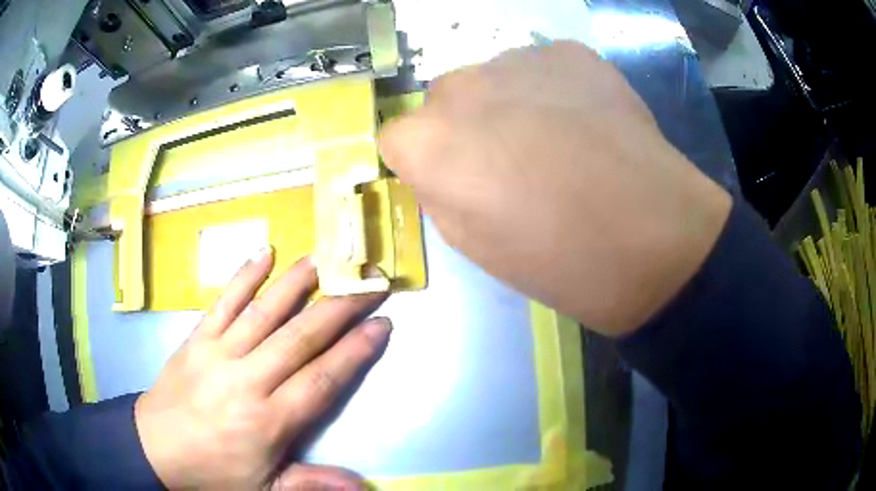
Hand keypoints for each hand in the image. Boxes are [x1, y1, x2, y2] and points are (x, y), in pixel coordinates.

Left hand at [134, 248, 388, 488]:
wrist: (155, 449)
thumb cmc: (214, 472)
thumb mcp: (266, 490)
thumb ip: (312, 484)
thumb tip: (362, 488)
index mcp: (268, 421)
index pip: (322, 380)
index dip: (355, 351)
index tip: (382, 324)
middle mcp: (247, 380)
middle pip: (301, 338)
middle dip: (341, 309)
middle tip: (370, 283)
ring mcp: (218, 353)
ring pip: (264, 312)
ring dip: (297, 283)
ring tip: (326, 258)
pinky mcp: (197, 339)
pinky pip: (223, 302)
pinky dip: (244, 276)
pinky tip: (264, 252)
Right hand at [379, 41, 730, 335]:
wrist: (656, 239)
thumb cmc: (559, 260)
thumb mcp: (474, 246)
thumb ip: (439, 193)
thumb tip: (439, 166)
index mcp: (430, 143)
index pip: (395, 137)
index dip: (422, 162)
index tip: (455, 180)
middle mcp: (462, 87)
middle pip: (442, 99)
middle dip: (462, 127)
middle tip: (509, 160)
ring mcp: (519, 59)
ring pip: (491, 78)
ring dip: (506, 104)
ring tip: (555, 140)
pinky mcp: (570, 52)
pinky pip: (540, 67)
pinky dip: (550, 90)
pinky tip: (584, 121)